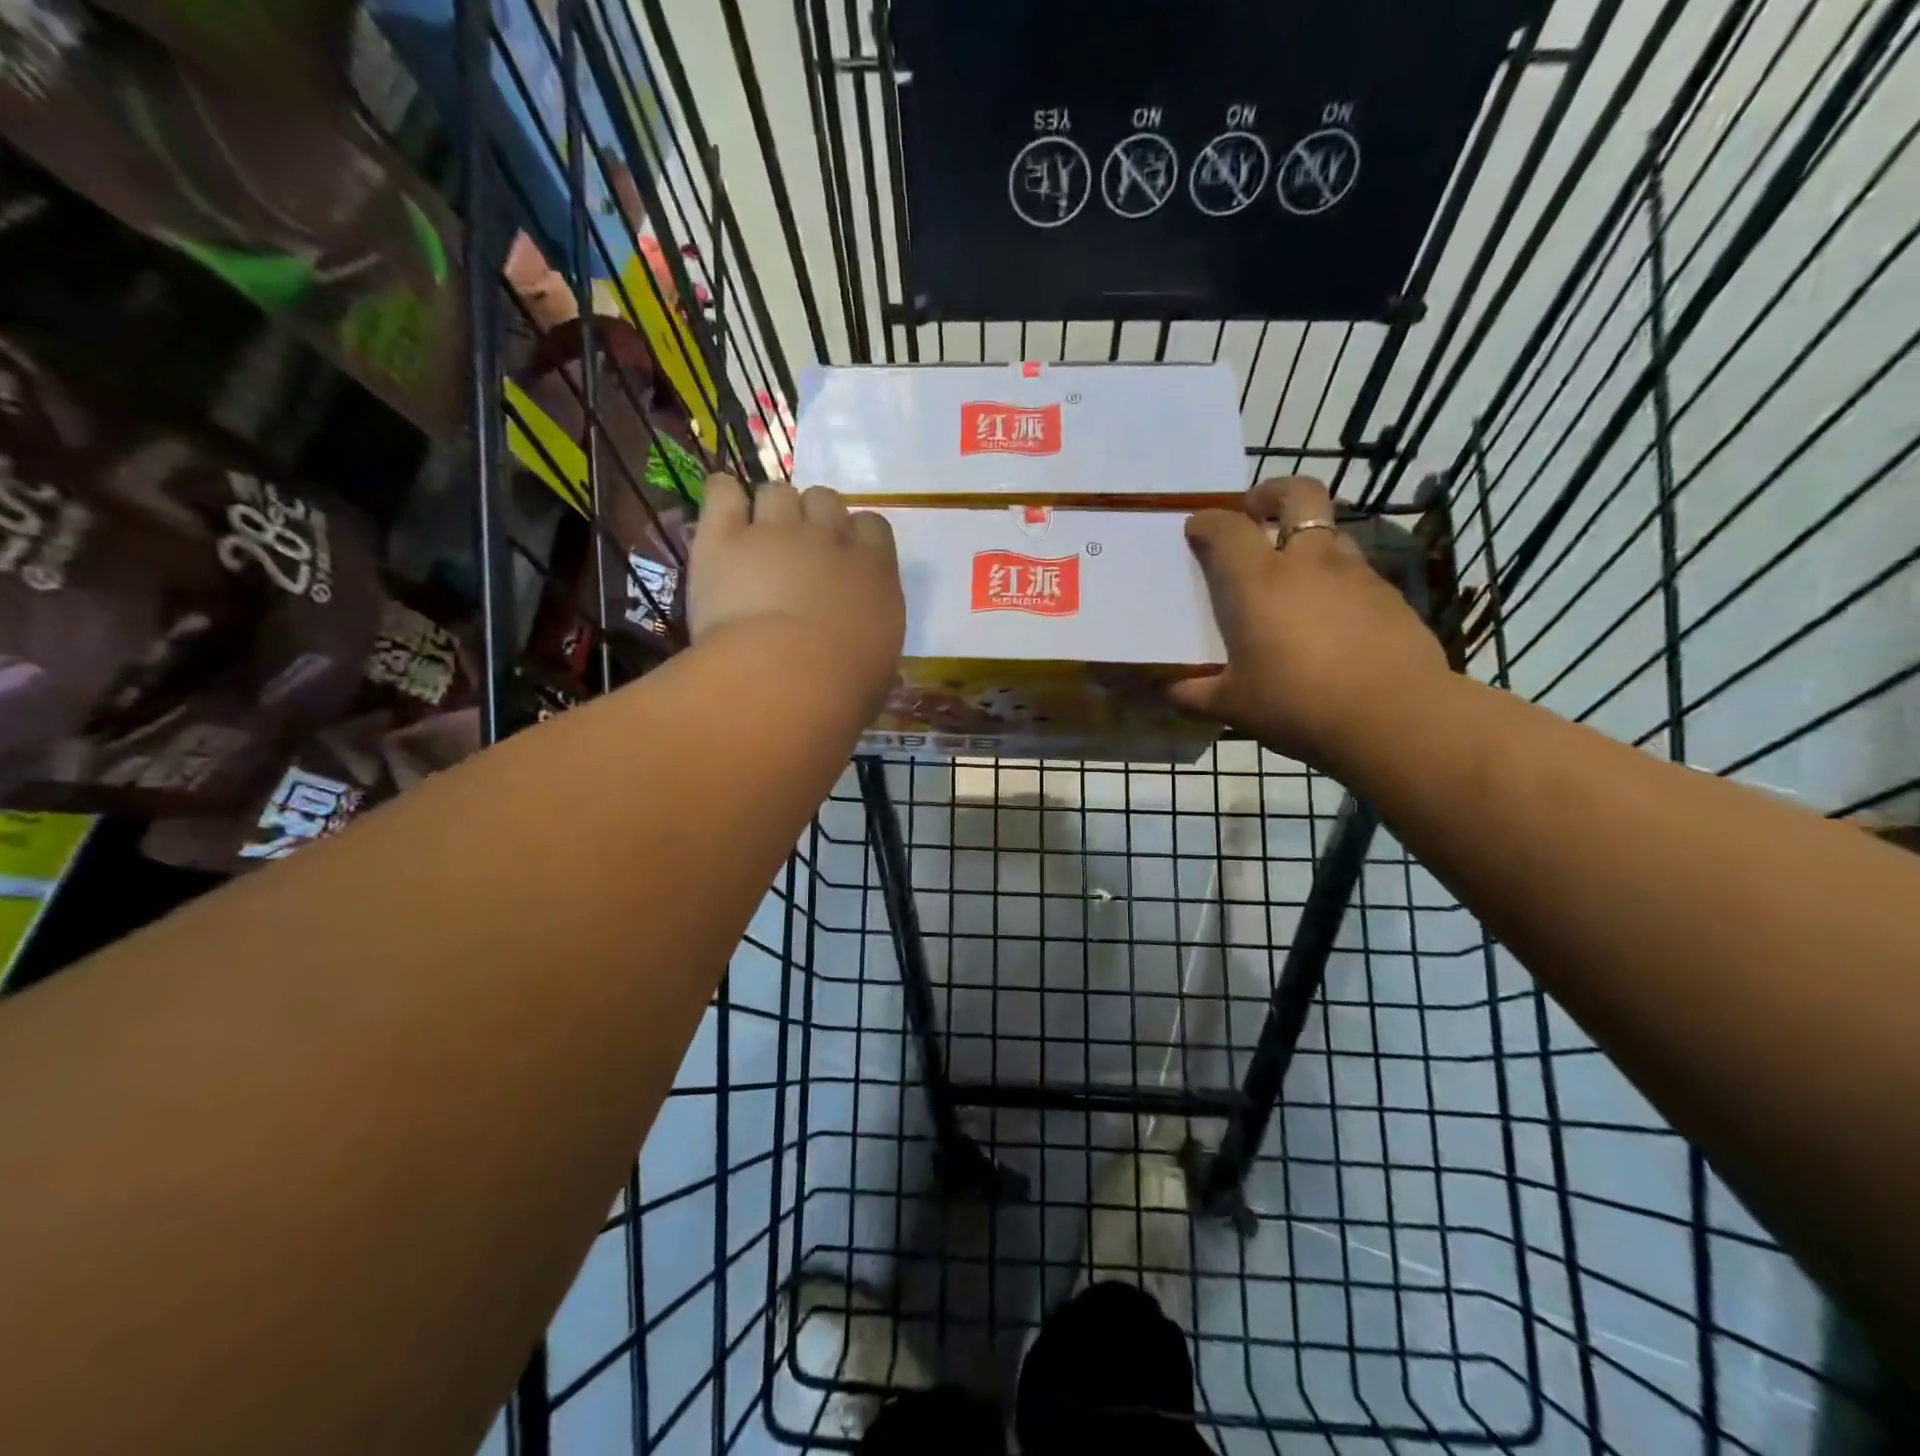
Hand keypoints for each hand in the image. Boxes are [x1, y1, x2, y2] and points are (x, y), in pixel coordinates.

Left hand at [689, 475, 904, 709]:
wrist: (786, 680)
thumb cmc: (844, 689)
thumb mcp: (878, 666)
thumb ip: (870, 636)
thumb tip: (861, 643)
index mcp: (874, 571)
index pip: (873, 527)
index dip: (856, 537)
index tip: (844, 560)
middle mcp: (828, 540)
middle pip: (825, 500)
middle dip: (814, 518)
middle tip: (799, 553)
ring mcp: (775, 532)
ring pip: (777, 492)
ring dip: (771, 510)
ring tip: (759, 540)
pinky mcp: (723, 538)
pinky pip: (723, 492)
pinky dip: (723, 498)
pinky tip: (723, 516)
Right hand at [1170, 477, 1449, 767]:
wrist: (1394, 719)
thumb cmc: (1296, 704)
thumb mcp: (1233, 706)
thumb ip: (1195, 694)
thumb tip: (1169, 692)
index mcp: (1257, 582)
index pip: (1225, 528)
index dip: (1206, 522)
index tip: (1196, 530)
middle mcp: (1307, 563)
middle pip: (1299, 495)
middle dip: (1274, 493)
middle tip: (1258, 510)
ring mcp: (1355, 574)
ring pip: (1332, 534)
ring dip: (1310, 542)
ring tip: (1296, 577)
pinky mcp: (1390, 597)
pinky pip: (1357, 574)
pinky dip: (1337, 583)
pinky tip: (1333, 621)